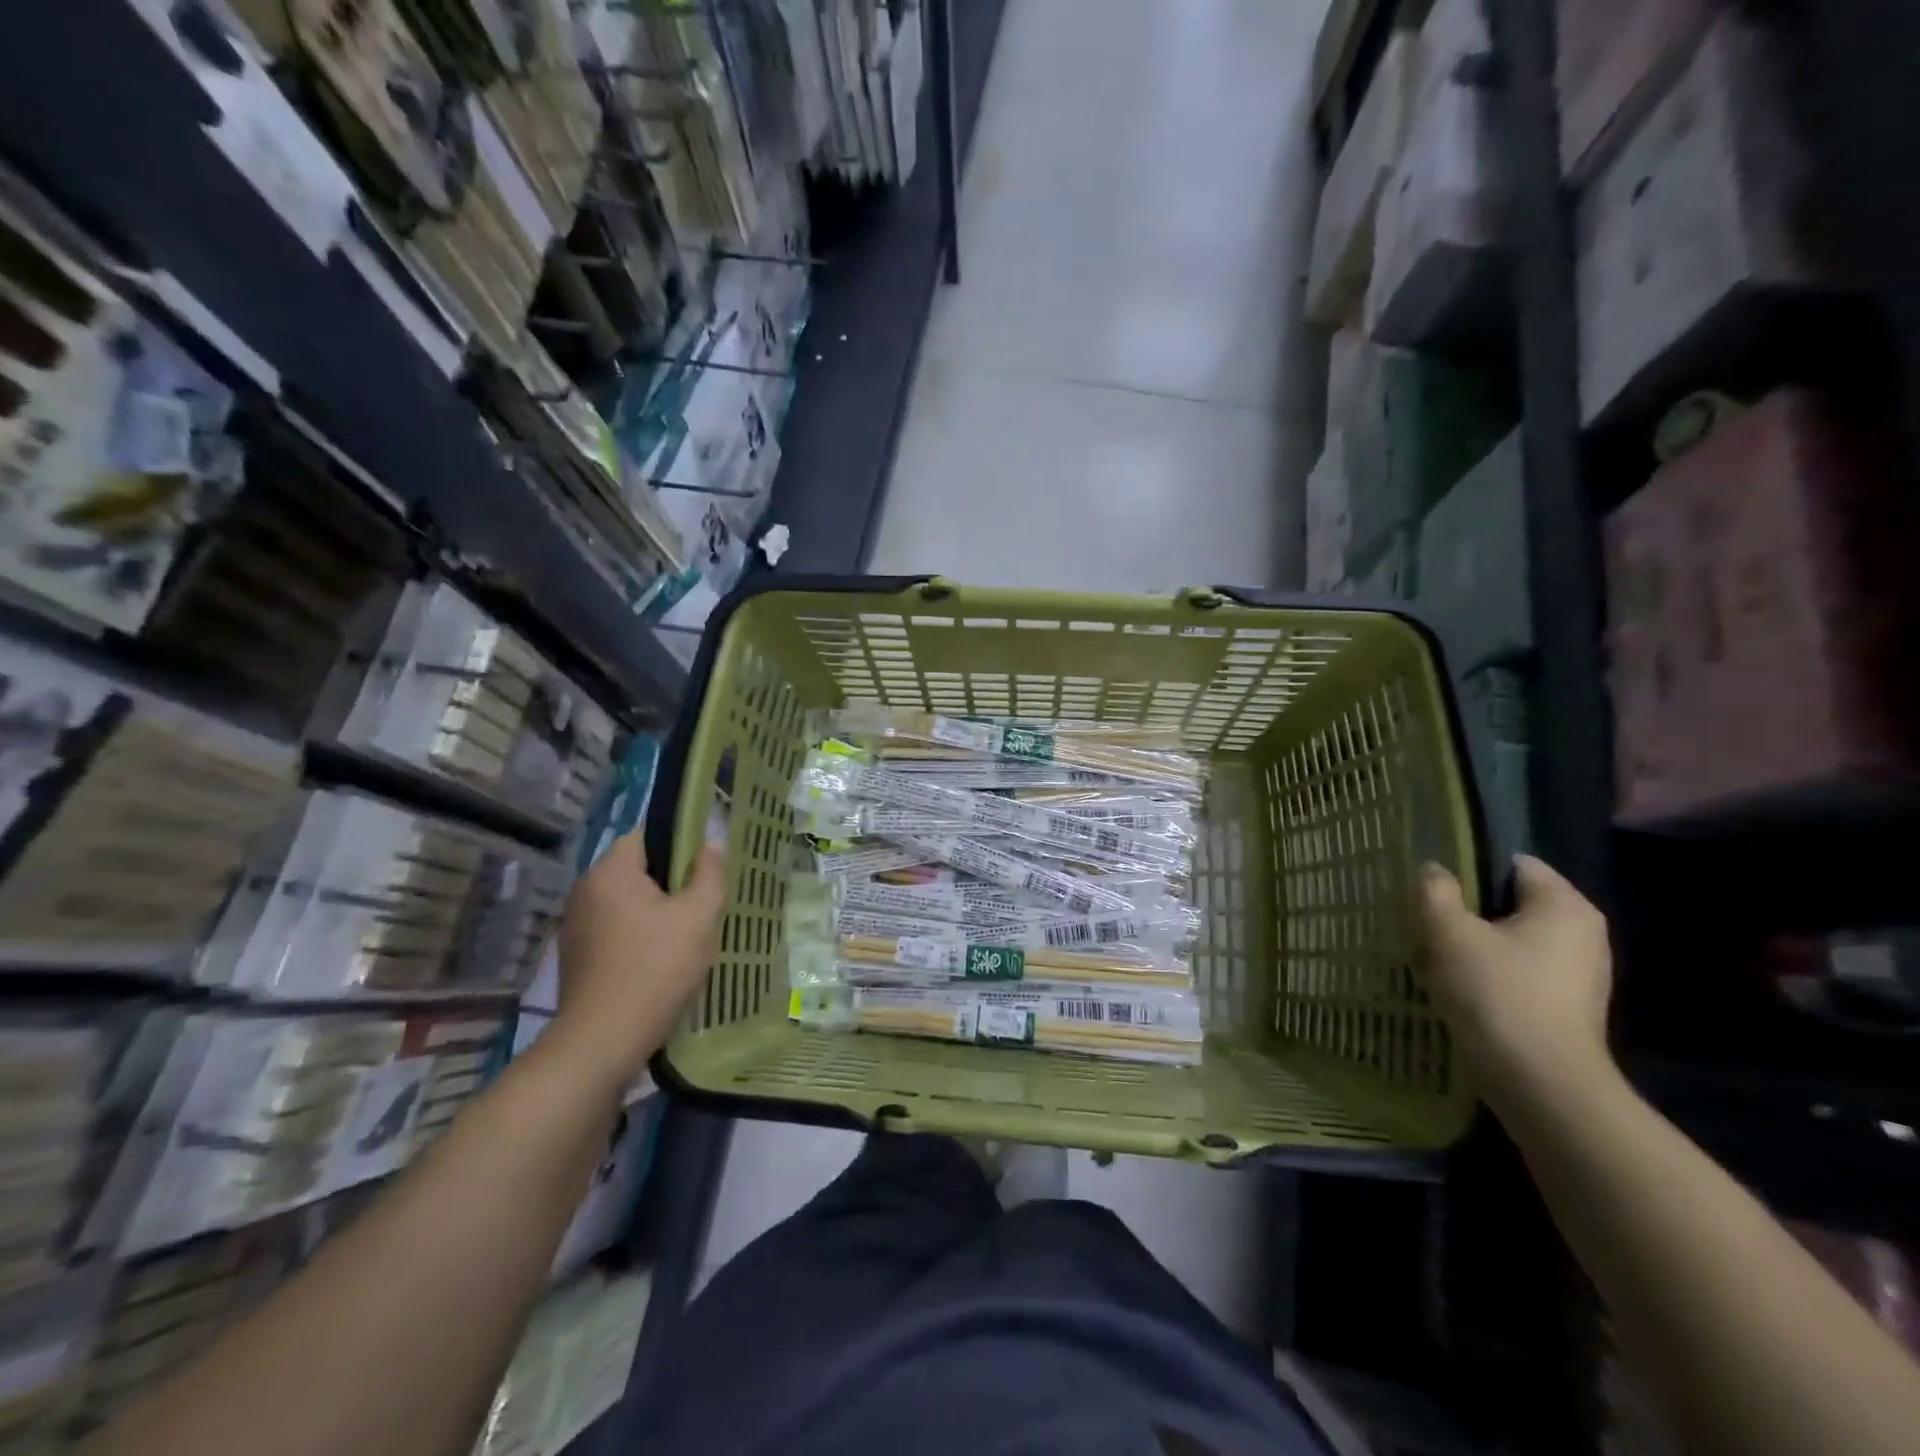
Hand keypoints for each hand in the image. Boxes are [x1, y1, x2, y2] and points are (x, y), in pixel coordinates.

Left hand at [548, 832, 726, 1091]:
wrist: (602, 1040)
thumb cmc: (656, 968)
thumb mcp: (699, 917)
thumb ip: (709, 873)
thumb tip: (712, 843)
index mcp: (611, 871)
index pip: (646, 834)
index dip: (680, 843)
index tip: (706, 866)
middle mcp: (585, 889)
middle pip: (636, 868)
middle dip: (670, 881)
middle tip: (703, 903)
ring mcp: (575, 923)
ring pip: (626, 900)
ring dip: (654, 909)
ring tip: (685, 933)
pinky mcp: (575, 954)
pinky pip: (614, 927)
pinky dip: (637, 933)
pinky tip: (659, 958)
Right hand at [1418, 855, 1615, 1113]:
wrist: (1539, 1082)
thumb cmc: (1496, 993)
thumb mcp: (1449, 932)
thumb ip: (1436, 892)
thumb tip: (1434, 870)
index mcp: (1564, 906)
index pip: (1514, 864)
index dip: (1470, 867)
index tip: (1433, 886)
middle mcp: (1583, 933)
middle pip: (1511, 903)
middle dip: (1467, 910)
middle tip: (1426, 921)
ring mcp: (1579, 974)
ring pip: (1511, 939)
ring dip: (1472, 944)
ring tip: (1432, 956)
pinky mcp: (1566, 1006)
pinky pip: (1519, 972)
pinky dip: (1488, 973)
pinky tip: (1455, 987)